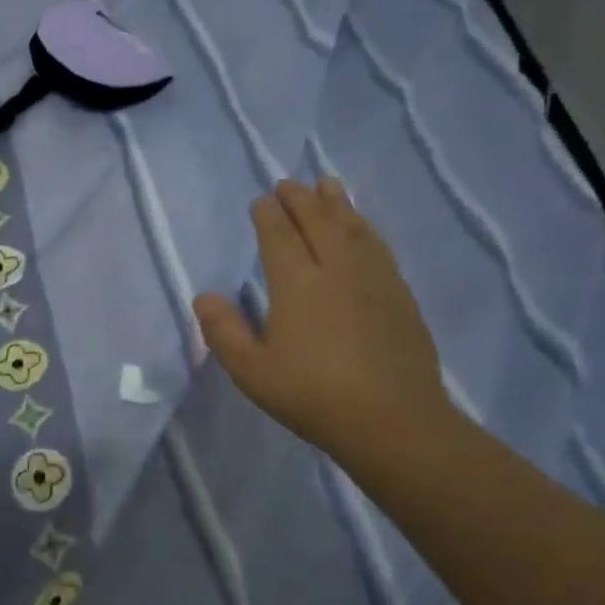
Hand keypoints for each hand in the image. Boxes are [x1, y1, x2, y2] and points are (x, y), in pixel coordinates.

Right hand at [193, 179, 450, 460]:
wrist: (392, 420)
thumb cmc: (312, 395)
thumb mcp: (251, 371)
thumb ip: (223, 331)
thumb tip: (205, 296)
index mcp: (297, 284)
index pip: (279, 237)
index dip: (268, 216)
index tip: (260, 200)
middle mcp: (336, 270)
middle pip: (317, 222)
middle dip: (300, 200)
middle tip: (288, 184)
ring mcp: (373, 279)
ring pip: (352, 229)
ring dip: (337, 204)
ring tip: (327, 185)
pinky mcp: (399, 295)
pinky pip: (378, 247)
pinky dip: (366, 228)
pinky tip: (363, 227)